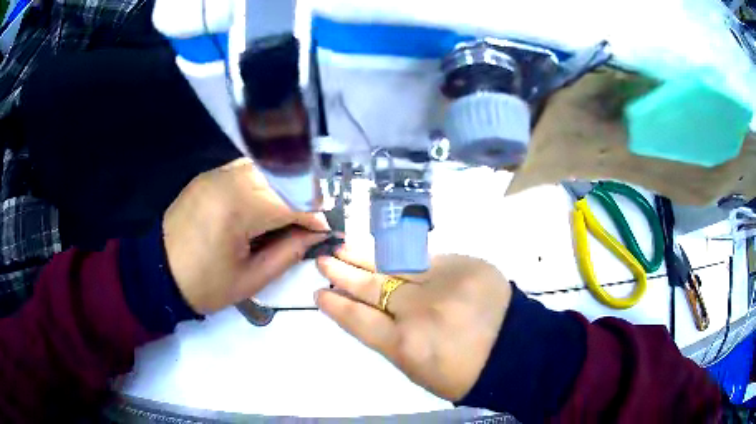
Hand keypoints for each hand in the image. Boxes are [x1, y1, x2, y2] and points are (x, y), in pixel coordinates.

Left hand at [163, 158, 328, 313]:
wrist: (158, 272)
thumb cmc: (203, 284)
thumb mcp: (250, 279)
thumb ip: (288, 252)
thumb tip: (316, 234)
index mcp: (237, 208)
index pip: (291, 200)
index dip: (314, 215)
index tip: (326, 230)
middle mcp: (227, 180)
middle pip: (282, 176)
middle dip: (304, 198)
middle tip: (311, 222)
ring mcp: (216, 174)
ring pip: (266, 167)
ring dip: (285, 187)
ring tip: (291, 212)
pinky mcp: (209, 176)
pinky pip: (246, 170)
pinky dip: (264, 182)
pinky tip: (266, 202)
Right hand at [316, 249, 511, 400]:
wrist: (516, 351)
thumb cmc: (464, 372)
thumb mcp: (417, 369)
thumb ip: (390, 340)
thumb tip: (368, 311)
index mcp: (406, 345)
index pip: (359, 319)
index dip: (337, 305)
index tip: (321, 293)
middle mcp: (420, 310)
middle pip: (372, 287)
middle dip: (343, 273)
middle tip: (324, 261)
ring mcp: (444, 282)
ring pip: (394, 263)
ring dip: (365, 255)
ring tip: (343, 247)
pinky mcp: (465, 264)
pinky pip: (425, 258)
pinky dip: (402, 256)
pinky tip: (386, 251)